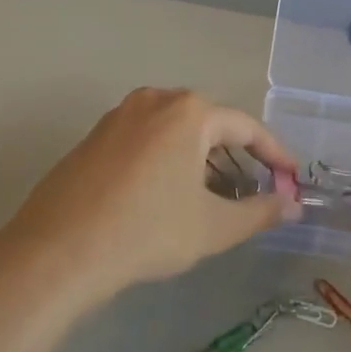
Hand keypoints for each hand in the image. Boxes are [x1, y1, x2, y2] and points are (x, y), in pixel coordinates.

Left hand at [1, 89, 299, 307]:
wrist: (58, 251)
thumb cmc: (147, 232)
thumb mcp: (212, 226)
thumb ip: (259, 212)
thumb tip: (292, 205)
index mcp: (189, 111)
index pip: (246, 127)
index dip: (274, 154)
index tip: (292, 179)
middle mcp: (155, 100)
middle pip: (210, 124)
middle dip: (236, 156)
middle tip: (254, 190)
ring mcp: (120, 115)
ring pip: (176, 130)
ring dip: (201, 158)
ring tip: (213, 196)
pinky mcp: (95, 135)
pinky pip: (146, 139)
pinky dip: (168, 159)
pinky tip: (167, 194)